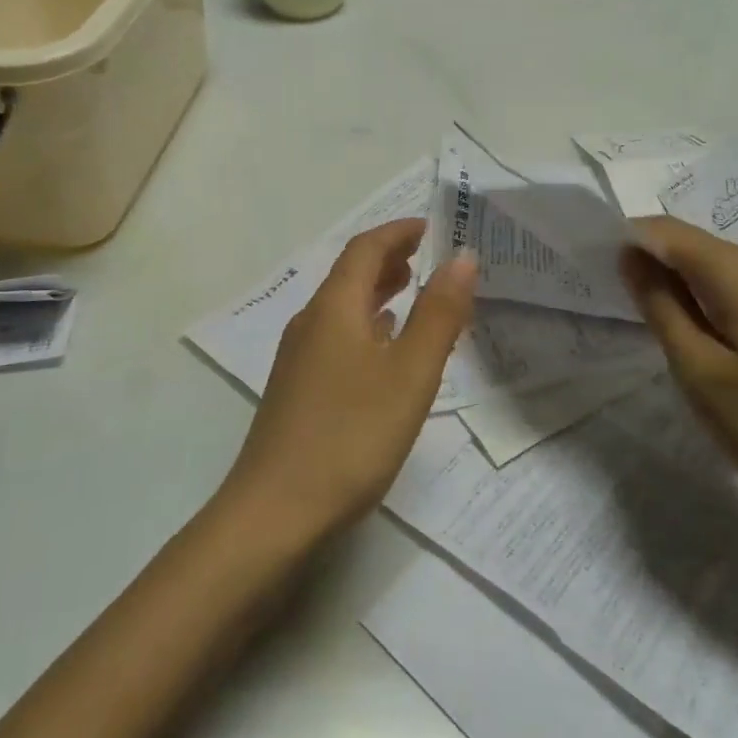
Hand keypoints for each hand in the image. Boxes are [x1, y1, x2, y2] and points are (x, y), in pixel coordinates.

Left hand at [221, 219, 476, 546]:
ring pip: (342, 307)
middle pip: (350, 274)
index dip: (398, 232)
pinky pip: (337, 337)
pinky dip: (366, 326)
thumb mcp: (409, 374)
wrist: (275, 512)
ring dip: (377, 291)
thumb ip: (438, 314)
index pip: (365, 249)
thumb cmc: (350, 436)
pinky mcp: (297, 389)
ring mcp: (298, 358)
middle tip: (428, 256)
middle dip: (389, 258)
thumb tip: (462, 257)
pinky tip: (383, 349)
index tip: (431, 226)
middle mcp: (310, 323)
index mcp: (334, 308)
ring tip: (413, 291)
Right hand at [618, 216, 737, 535]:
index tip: (594, 273)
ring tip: (657, 330)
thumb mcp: (700, 371)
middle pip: (691, 244)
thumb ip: (660, 305)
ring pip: (716, 268)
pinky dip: (710, 304)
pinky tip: (704, 342)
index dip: (624, 242)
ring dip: (680, 288)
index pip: (663, 230)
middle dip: (651, 266)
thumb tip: (630, 255)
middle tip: (620, 309)